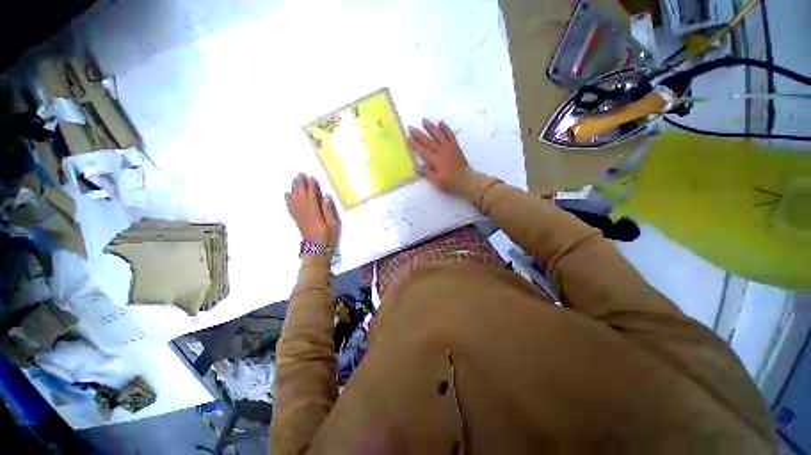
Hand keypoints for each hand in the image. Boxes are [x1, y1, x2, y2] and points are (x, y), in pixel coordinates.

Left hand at [285, 173, 339, 246]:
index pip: (312, 195)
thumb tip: (325, 197)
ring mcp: (299, 215)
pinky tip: (287, 194)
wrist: (316, 248)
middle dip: (301, 184)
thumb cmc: (327, 236)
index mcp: (314, 211)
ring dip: (294, 188)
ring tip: (294, 180)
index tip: (311, 177)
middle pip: (301, 195)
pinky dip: (288, 199)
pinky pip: (290, 207)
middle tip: (300, 174)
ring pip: (295, 199)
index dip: (312, 186)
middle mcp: (304, 211)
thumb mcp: (333, 224)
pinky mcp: (297, 219)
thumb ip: (329, 210)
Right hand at [408, 119, 470, 194]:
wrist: (466, 180)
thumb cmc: (450, 182)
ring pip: (438, 135)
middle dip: (418, 134)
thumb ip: (427, 172)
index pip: (422, 150)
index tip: (407, 137)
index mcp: (435, 160)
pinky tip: (440, 123)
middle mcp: (441, 151)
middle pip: (428, 141)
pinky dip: (445, 128)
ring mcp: (449, 147)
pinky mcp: (455, 146)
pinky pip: (450, 135)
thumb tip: (419, 165)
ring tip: (424, 120)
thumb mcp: (436, 181)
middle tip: (410, 127)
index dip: (414, 144)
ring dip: (431, 127)